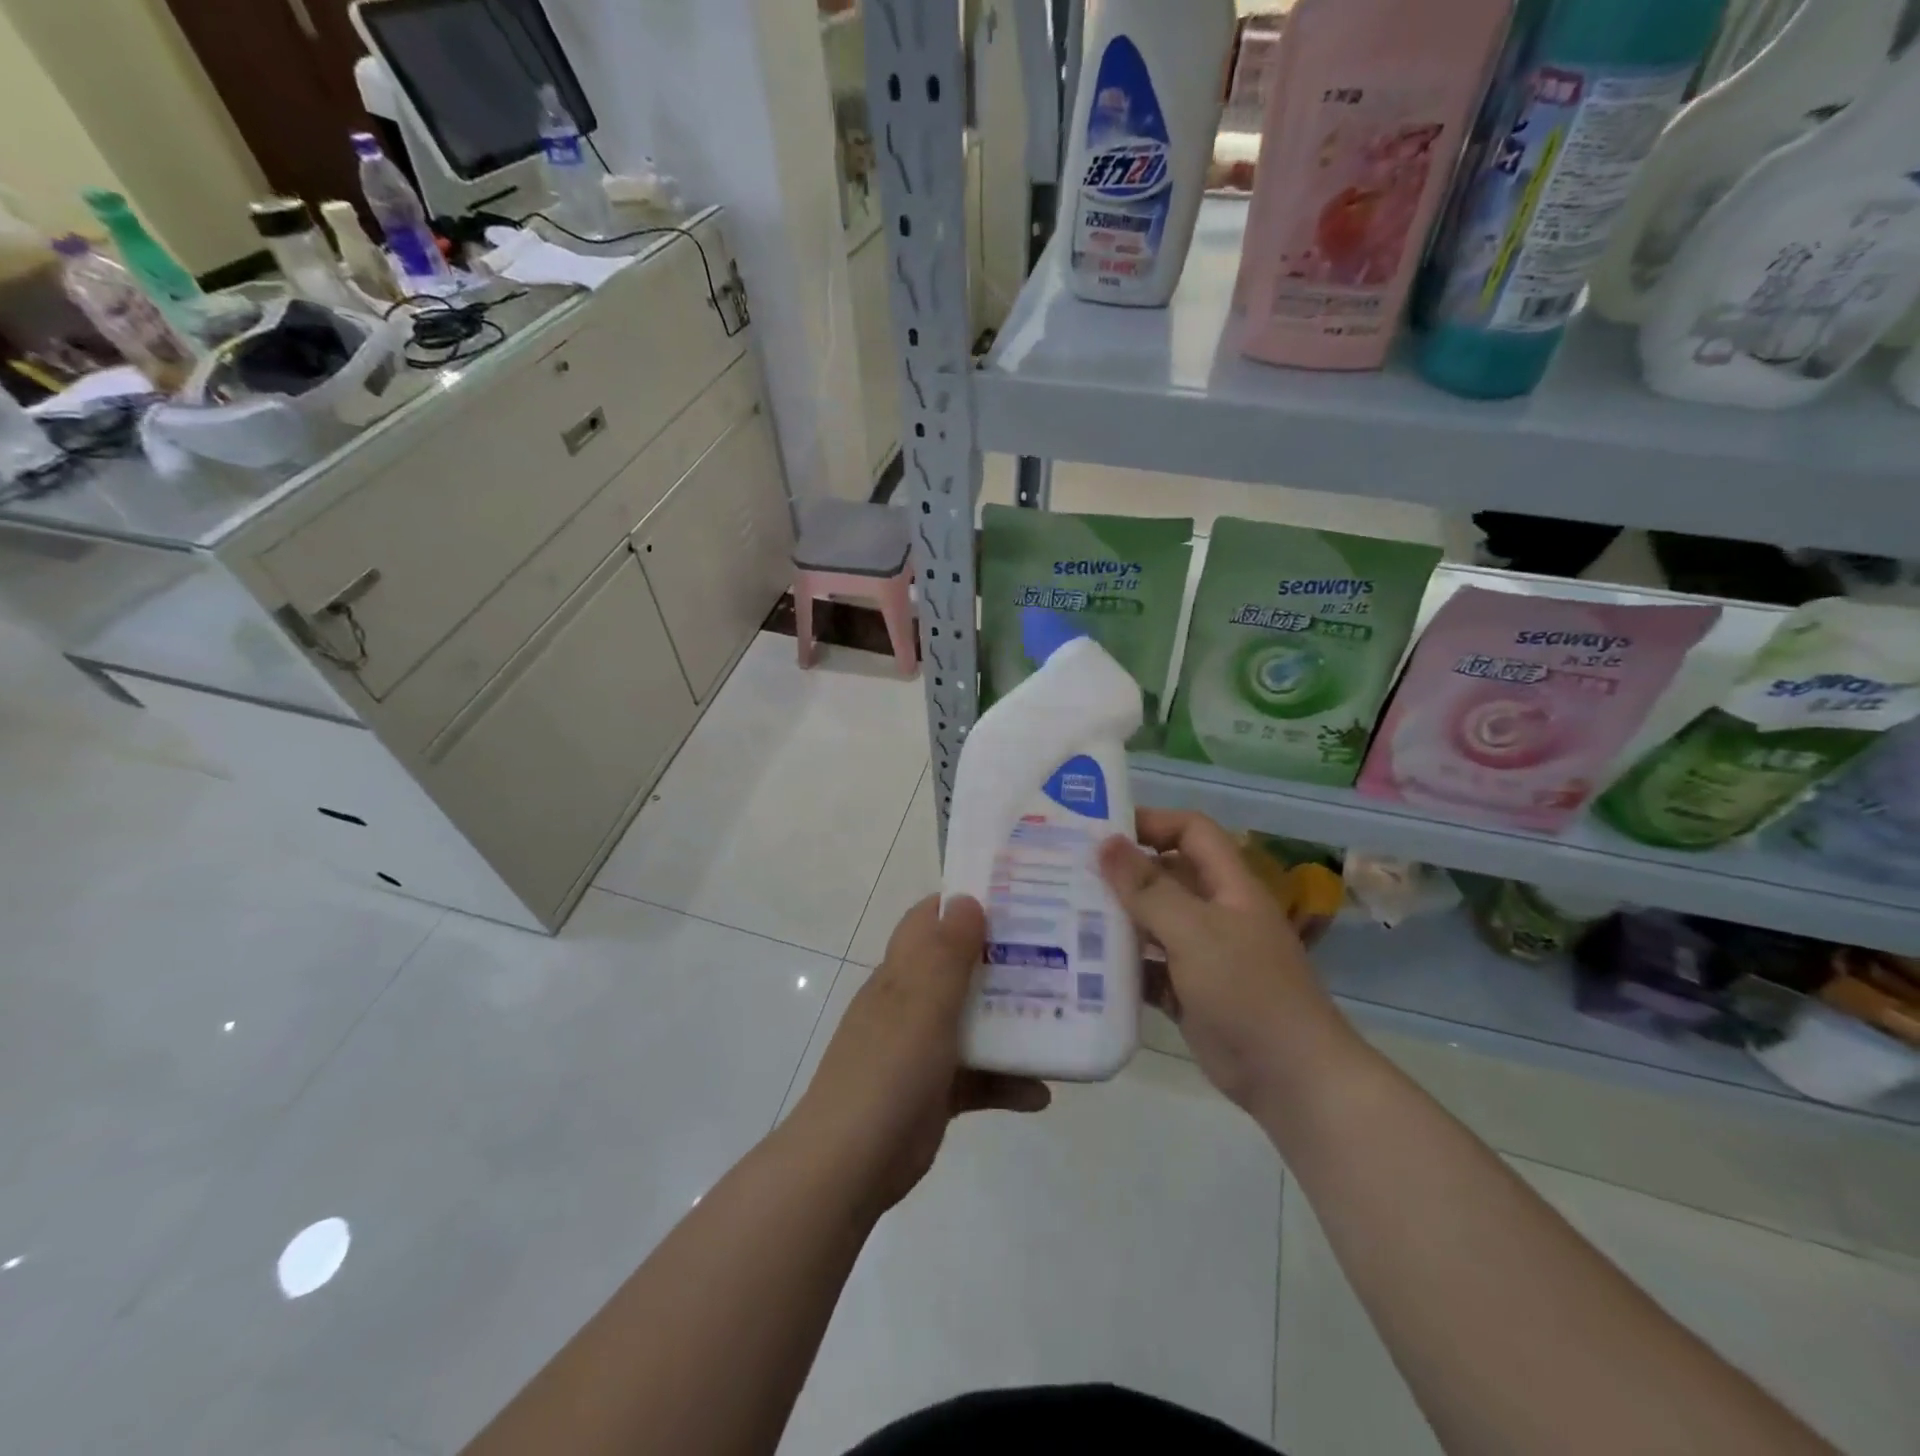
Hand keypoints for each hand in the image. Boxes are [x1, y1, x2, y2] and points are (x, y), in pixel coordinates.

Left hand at [791, 895, 1050, 1214]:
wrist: (850, 1164)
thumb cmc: (887, 1069)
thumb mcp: (921, 1003)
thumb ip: (947, 952)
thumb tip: (966, 898)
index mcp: (902, 973)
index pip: (930, 920)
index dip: (966, 903)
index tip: (1016, 897)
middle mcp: (912, 1002)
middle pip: (961, 966)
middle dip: (1005, 959)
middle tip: (1058, 952)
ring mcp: (924, 1047)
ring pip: (976, 1021)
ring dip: (1014, 1020)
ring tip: (1065, 1016)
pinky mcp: (937, 1090)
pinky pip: (980, 1077)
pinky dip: (1008, 1082)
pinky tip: (1041, 1093)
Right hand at [1098, 810, 1362, 1115]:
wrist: (1291, 1079)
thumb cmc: (1247, 990)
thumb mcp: (1195, 931)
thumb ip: (1149, 888)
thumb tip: (1106, 843)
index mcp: (1228, 886)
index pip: (1191, 832)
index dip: (1152, 822)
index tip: (1102, 831)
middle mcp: (1214, 913)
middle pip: (1164, 875)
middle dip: (1121, 872)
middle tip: (1068, 872)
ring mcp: (1201, 954)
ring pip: (1152, 923)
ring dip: (1116, 919)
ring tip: (1064, 914)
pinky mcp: (1188, 992)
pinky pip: (1148, 967)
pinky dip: (1122, 965)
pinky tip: (1083, 966)